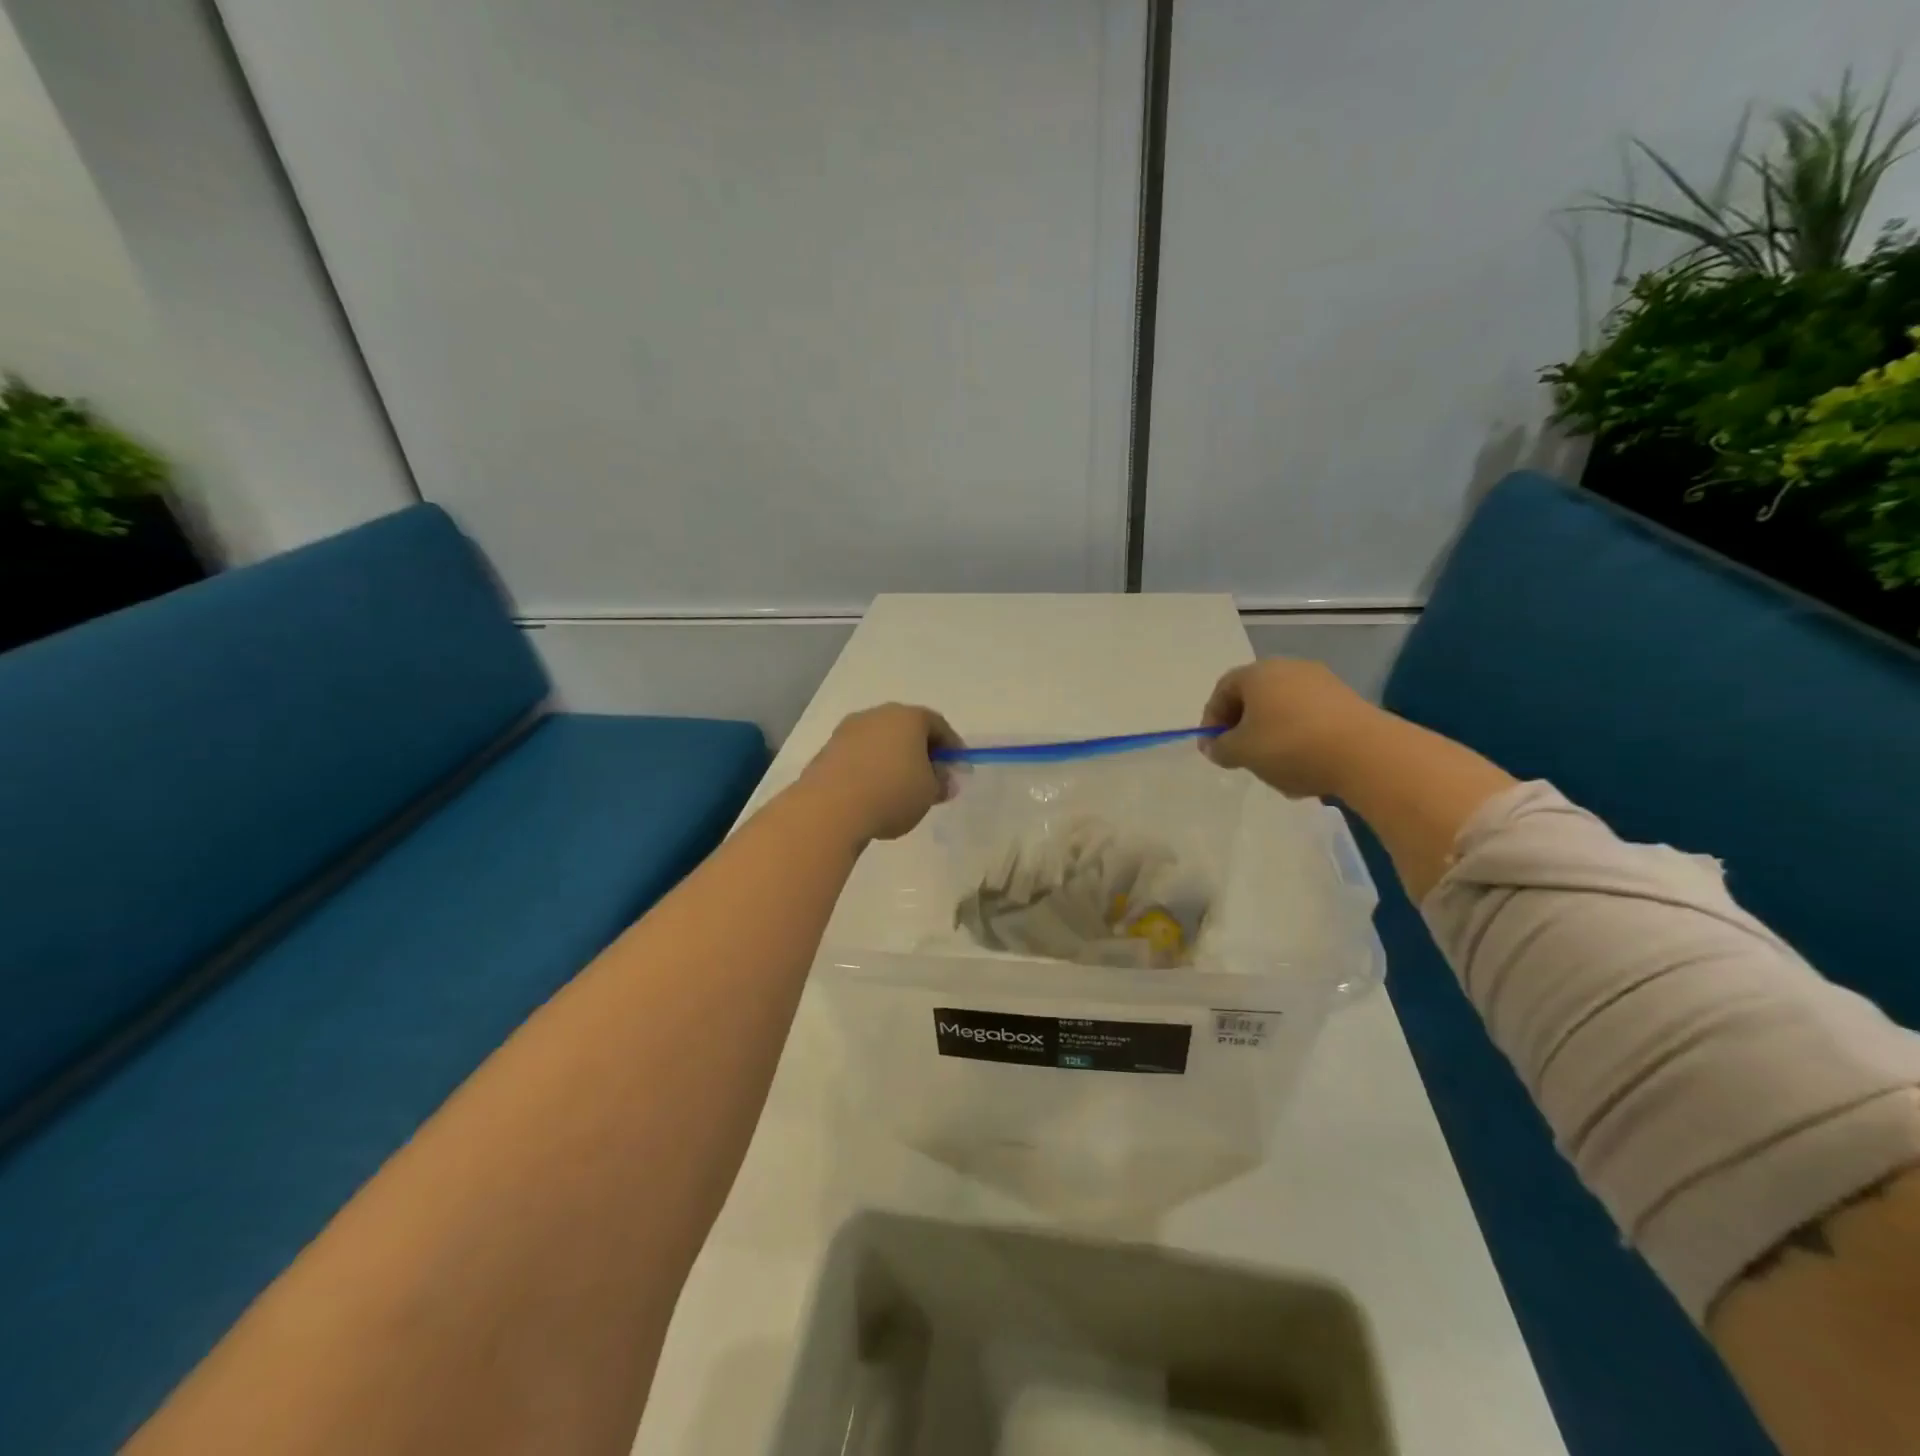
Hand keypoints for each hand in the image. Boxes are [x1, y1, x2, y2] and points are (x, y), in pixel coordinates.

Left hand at [798, 703, 959, 842]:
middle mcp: (877, 715)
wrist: (829, 808)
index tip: (957, 767)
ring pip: (879, 741)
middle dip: (920, 751)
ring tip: (899, 788)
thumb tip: (943, 780)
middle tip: (930, 776)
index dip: (952, 746)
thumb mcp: (928, 793)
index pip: (938, 725)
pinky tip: (872, 793)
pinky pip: (858, 756)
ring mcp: (848, 731)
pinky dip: (869, 768)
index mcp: (908, 717)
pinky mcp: (827, 751)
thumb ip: (941, 783)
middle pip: (906, 729)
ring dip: (892, 759)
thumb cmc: (891, 793)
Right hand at [1200, 659, 1380, 798]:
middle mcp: (1289, 668)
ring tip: (1275, 768)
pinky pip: (1310, 718)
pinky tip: (1305, 766)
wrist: (1366, 754)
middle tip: (1240, 756)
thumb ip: (1221, 748)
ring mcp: (1322, 682)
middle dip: (1243, 728)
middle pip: (1254, 697)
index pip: (1222, 690)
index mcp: (1257, 673)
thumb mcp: (1242, 752)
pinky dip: (1300, 738)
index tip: (1212, 748)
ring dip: (1272, 736)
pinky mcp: (1347, 701)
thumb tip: (1215, 746)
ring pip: (1283, 709)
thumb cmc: (1290, 746)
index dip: (1211, 719)